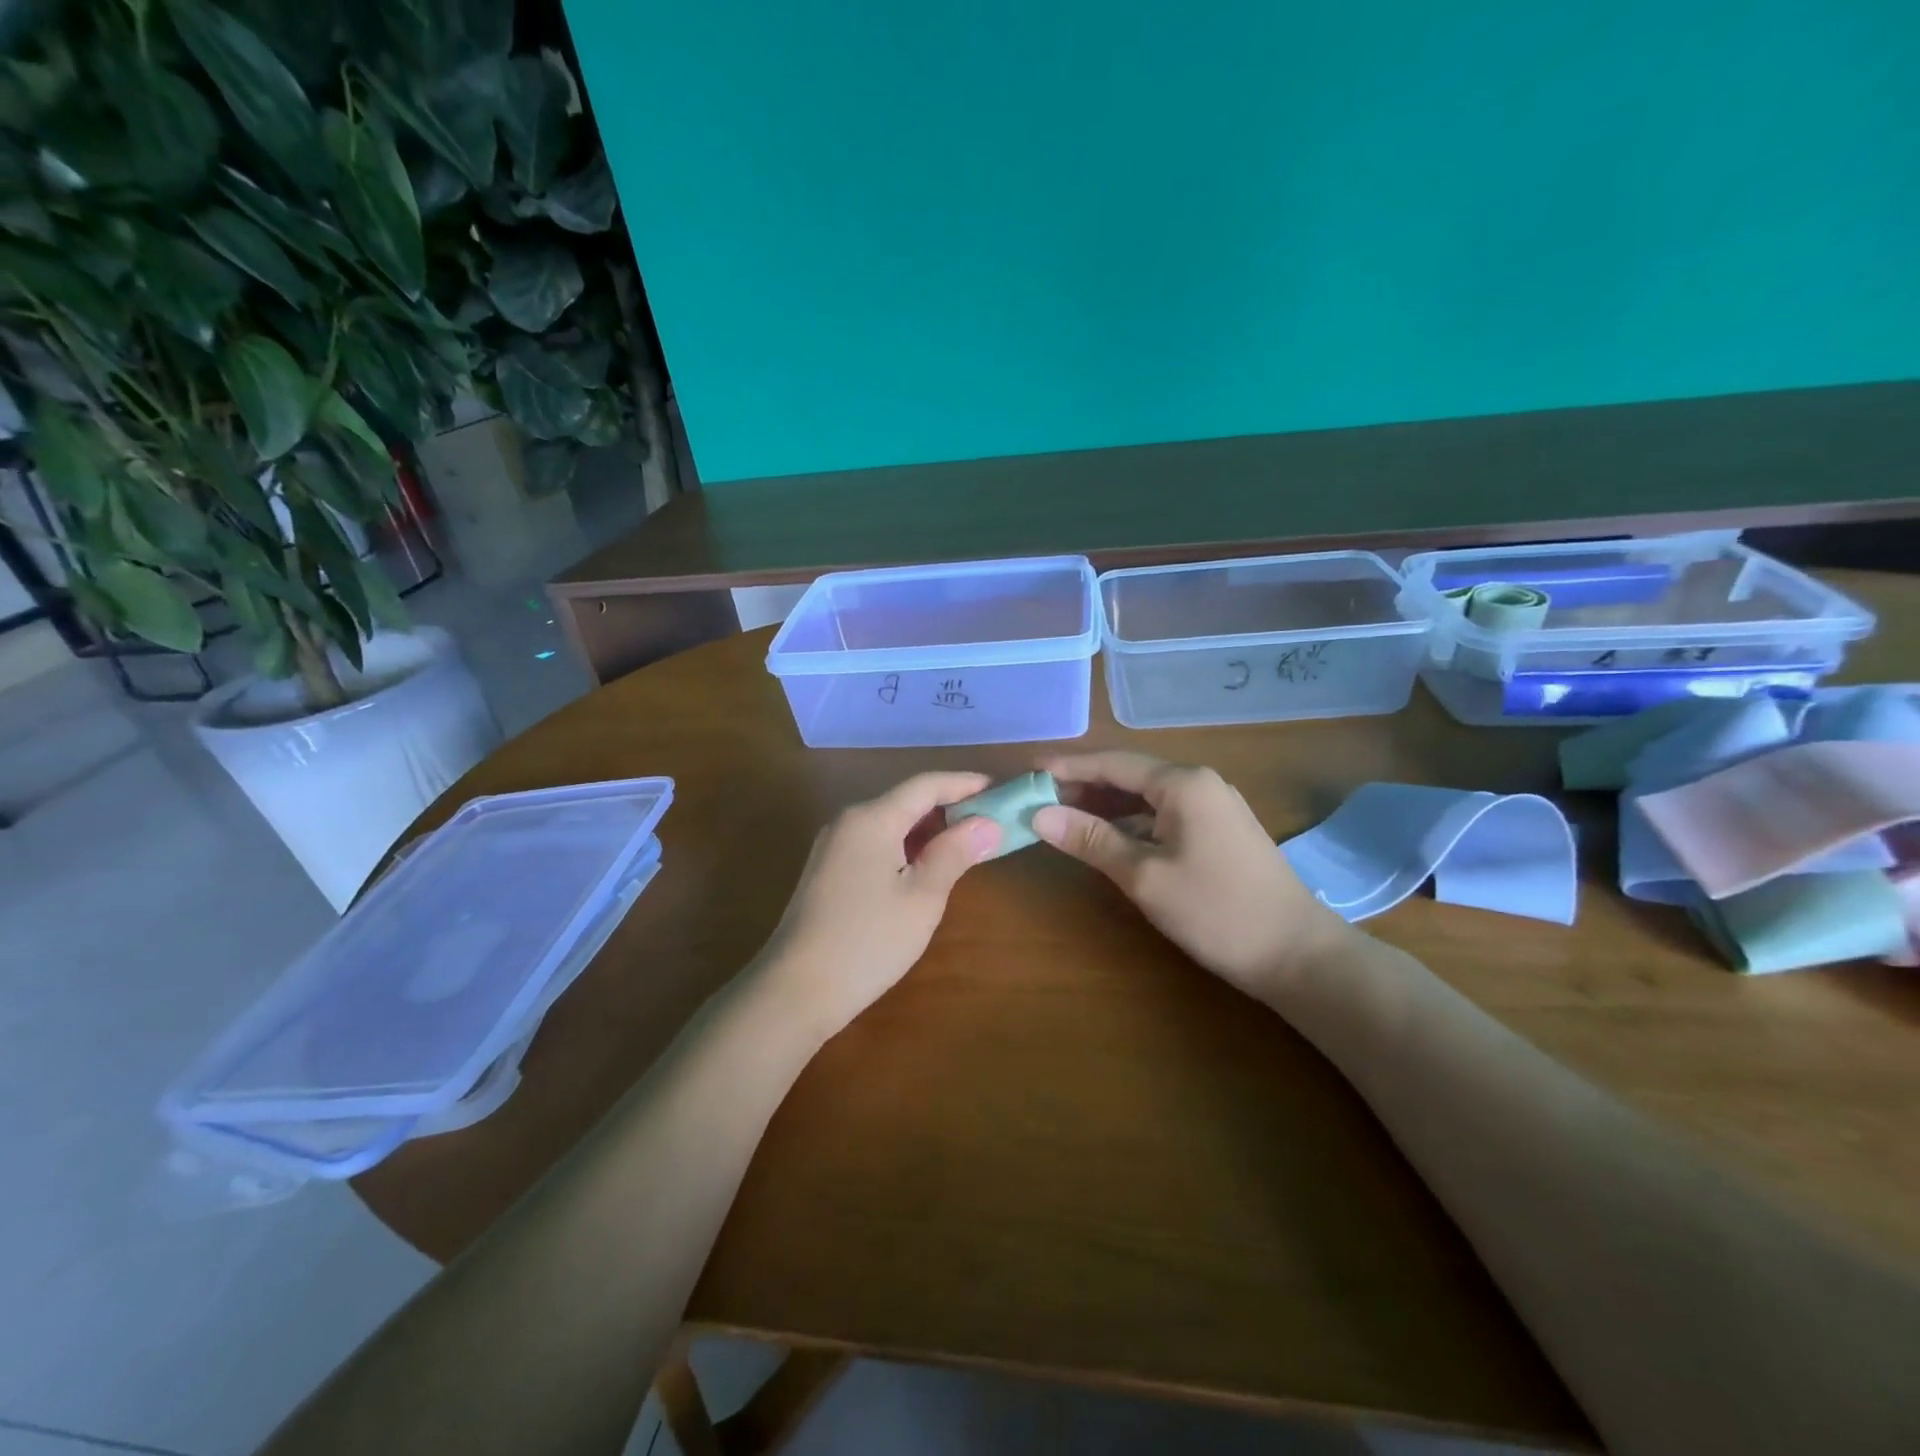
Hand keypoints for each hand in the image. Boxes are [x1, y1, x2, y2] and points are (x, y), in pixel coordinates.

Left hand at [756, 772, 1001, 1041]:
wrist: (795, 990)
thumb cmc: (868, 941)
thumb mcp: (922, 897)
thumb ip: (954, 853)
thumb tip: (987, 824)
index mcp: (871, 818)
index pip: (926, 785)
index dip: (965, 784)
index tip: (999, 789)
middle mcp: (848, 821)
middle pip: (906, 801)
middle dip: (949, 807)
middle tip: (990, 822)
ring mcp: (832, 846)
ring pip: (889, 823)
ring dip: (928, 830)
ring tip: (966, 844)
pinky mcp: (826, 871)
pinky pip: (874, 843)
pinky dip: (905, 847)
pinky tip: (925, 867)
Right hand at [1032, 751, 1352, 997]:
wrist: (1296, 954)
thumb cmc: (1216, 910)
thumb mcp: (1144, 875)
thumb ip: (1091, 839)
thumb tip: (1039, 815)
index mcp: (1183, 783)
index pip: (1112, 762)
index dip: (1067, 767)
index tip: (1028, 772)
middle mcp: (1199, 783)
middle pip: (1129, 775)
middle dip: (1083, 786)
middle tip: (1038, 801)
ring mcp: (1213, 807)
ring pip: (1146, 796)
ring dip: (1106, 806)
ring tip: (1063, 819)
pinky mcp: (1219, 831)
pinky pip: (1163, 814)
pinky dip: (1131, 823)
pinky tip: (1108, 839)